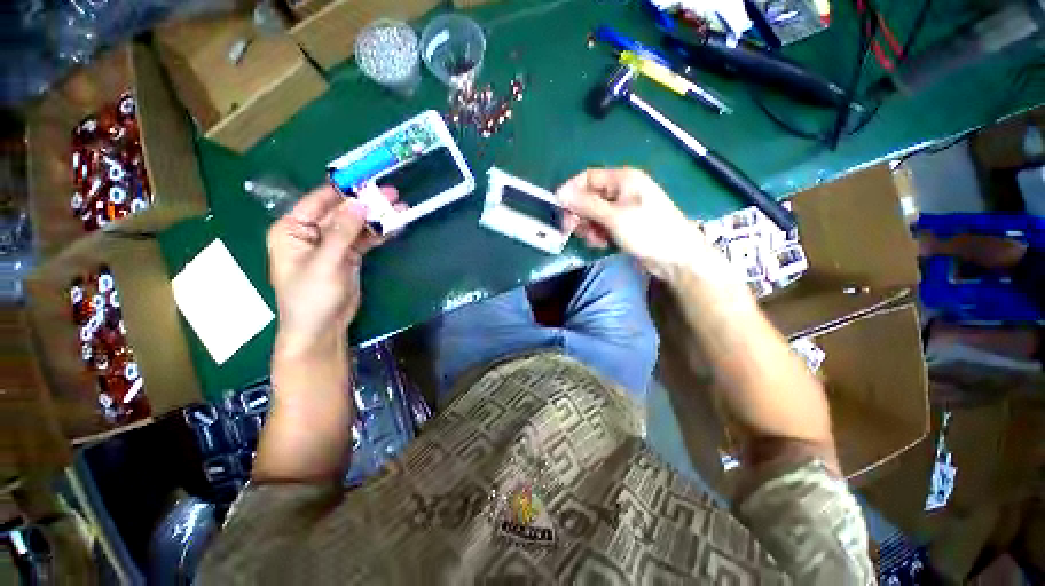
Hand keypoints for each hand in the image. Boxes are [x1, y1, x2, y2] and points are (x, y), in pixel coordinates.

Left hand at [266, 185, 397, 355]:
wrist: (322, 329)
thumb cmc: (311, 297)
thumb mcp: (325, 262)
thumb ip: (342, 232)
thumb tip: (360, 203)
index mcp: (292, 229)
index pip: (318, 201)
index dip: (343, 190)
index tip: (368, 178)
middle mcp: (311, 232)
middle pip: (341, 211)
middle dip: (366, 203)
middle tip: (392, 193)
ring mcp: (332, 244)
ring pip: (356, 225)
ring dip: (377, 217)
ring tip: (400, 208)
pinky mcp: (348, 256)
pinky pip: (365, 239)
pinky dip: (379, 232)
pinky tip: (395, 225)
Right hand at [556, 168, 715, 279]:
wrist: (676, 257)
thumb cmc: (648, 231)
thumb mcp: (614, 217)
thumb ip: (586, 205)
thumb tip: (559, 193)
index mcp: (623, 179)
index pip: (587, 177)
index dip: (571, 191)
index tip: (559, 209)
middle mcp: (622, 190)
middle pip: (589, 196)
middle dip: (580, 214)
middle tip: (573, 231)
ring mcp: (623, 208)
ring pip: (593, 213)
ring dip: (589, 227)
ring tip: (596, 240)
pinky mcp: (624, 224)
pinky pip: (602, 225)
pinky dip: (598, 234)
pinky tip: (603, 243)